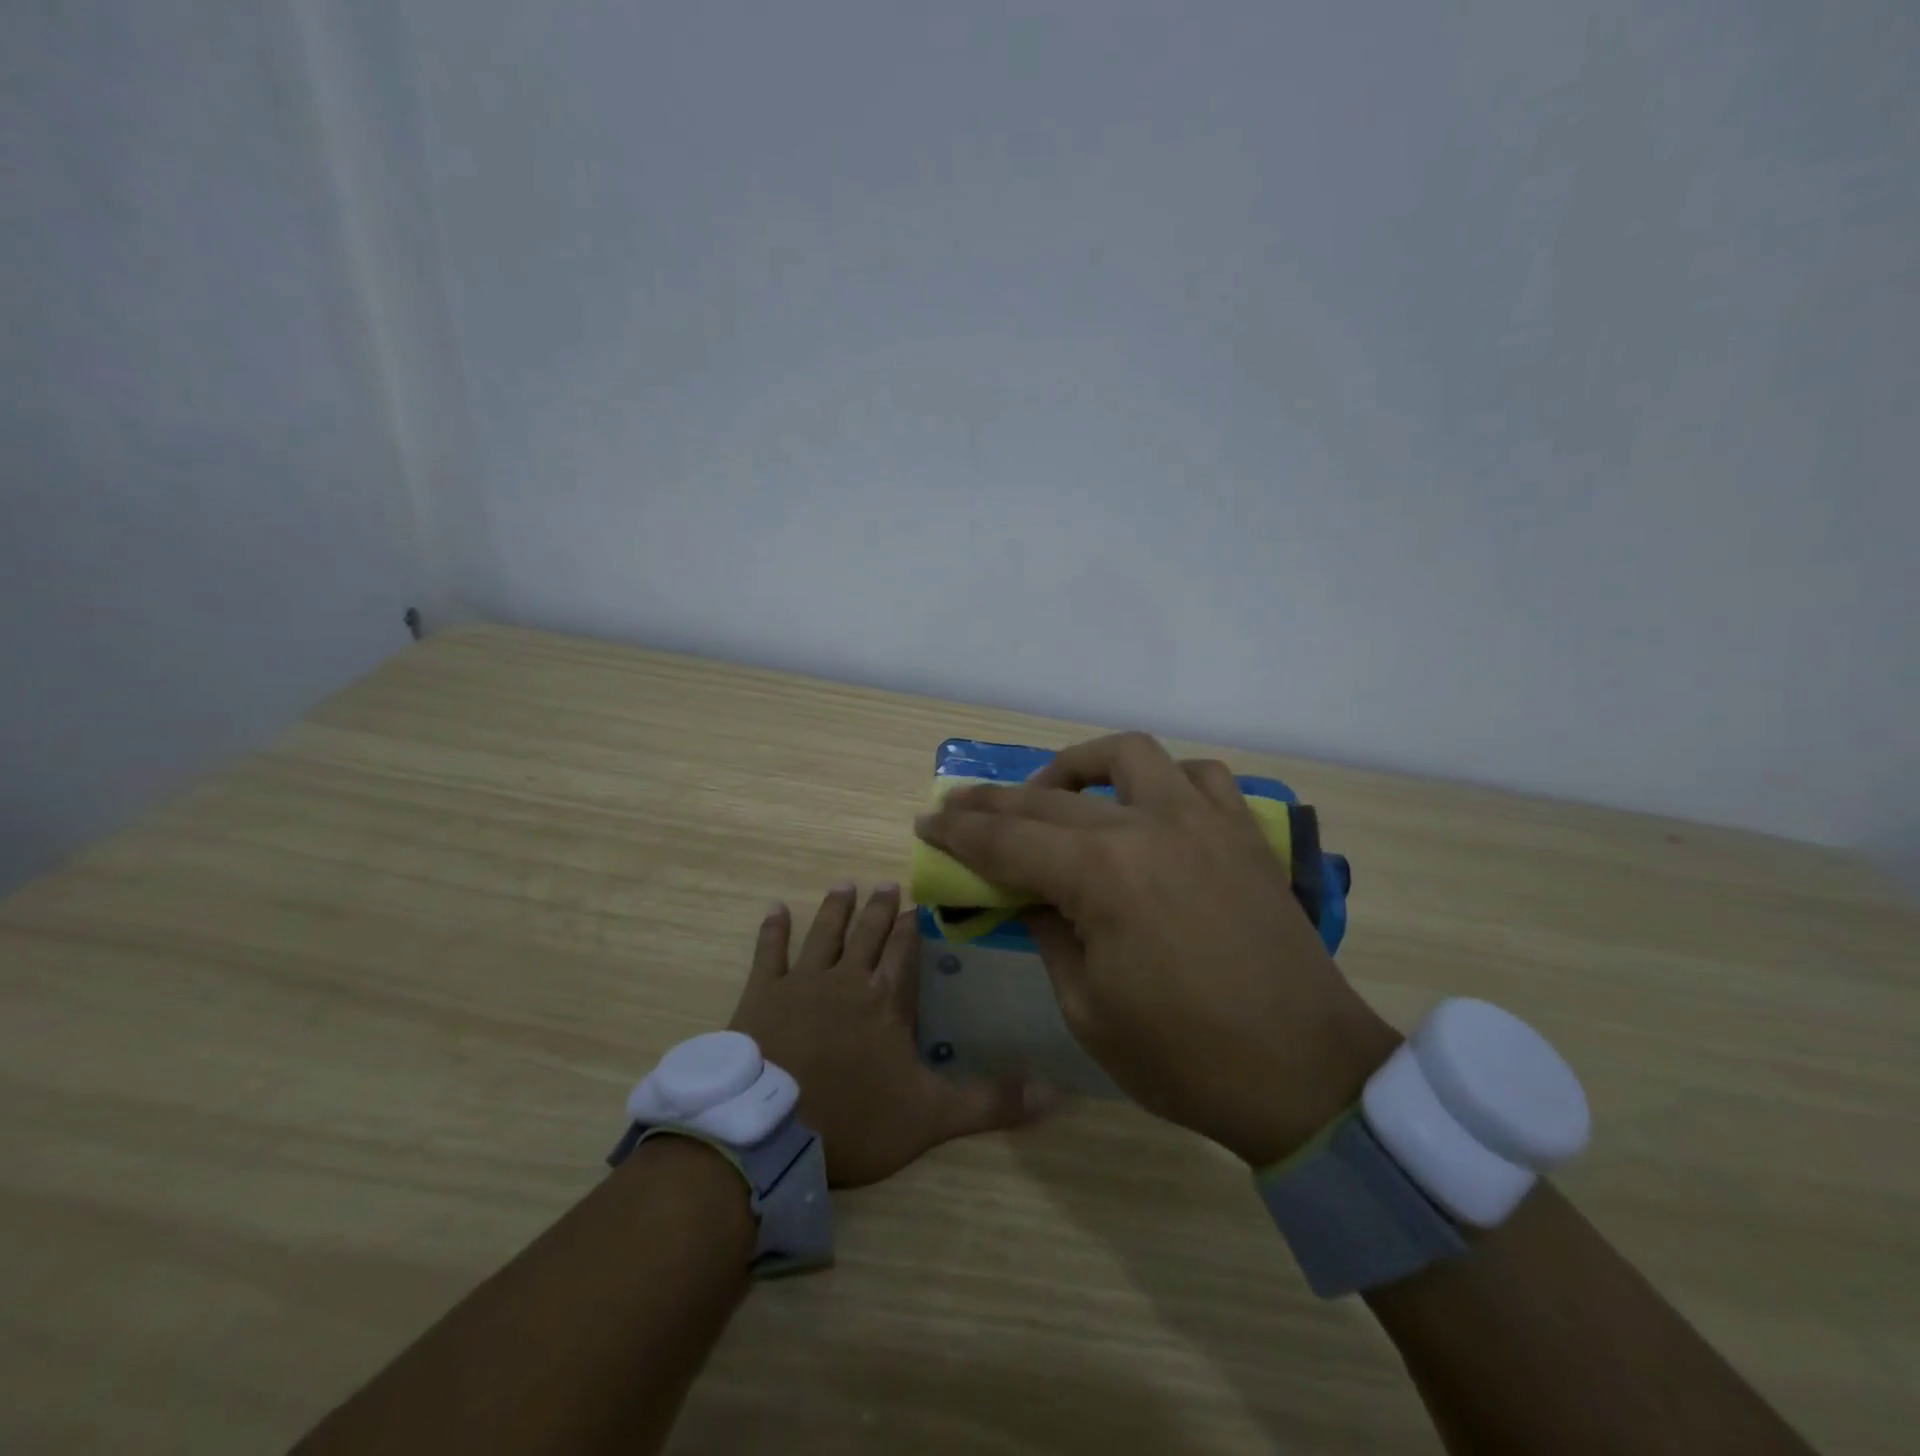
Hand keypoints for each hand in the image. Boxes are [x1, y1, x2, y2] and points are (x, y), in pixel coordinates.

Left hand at [727, 883, 1048, 1186]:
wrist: (770, 1131)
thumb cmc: (854, 1120)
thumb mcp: (931, 1117)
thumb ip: (990, 1102)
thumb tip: (1054, 1094)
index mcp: (885, 999)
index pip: (904, 951)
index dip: (913, 927)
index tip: (918, 904)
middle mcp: (846, 979)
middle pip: (867, 933)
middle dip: (879, 908)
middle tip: (886, 883)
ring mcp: (801, 983)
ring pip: (823, 933)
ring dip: (835, 908)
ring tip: (845, 884)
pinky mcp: (761, 996)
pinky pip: (769, 953)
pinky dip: (773, 930)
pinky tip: (776, 909)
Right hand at [914, 733, 1401, 1165]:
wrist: (1304, 1075)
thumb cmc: (1185, 1058)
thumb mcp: (1086, 1008)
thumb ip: (1048, 934)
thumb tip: (1029, 894)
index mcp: (1102, 873)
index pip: (1008, 838)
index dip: (959, 831)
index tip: (926, 821)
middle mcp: (1149, 825)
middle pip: (1050, 797)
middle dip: (994, 801)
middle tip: (958, 806)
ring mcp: (1202, 820)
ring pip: (1128, 755)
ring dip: (1079, 766)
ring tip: (1053, 793)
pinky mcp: (1242, 832)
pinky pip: (1199, 776)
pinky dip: (1161, 778)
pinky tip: (1146, 804)